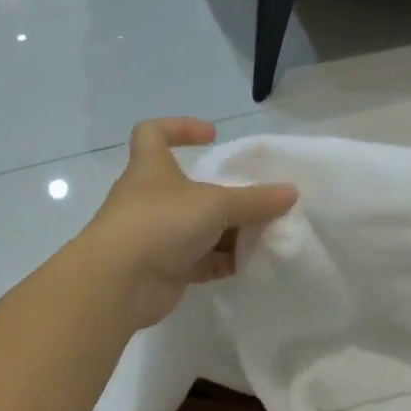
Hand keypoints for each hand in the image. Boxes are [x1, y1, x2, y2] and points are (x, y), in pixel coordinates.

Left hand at [84, 118, 298, 330]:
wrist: (119, 283)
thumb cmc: (161, 223)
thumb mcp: (215, 204)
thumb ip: (254, 200)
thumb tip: (291, 192)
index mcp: (151, 168)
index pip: (153, 133)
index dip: (180, 127)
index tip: (213, 136)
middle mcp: (151, 198)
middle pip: (190, 188)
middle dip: (225, 194)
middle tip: (259, 201)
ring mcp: (156, 236)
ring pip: (199, 228)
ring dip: (229, 231)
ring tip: (264, 234)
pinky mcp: (164, 269)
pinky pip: (200, 260)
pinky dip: (222, 261)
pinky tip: (249, 264)